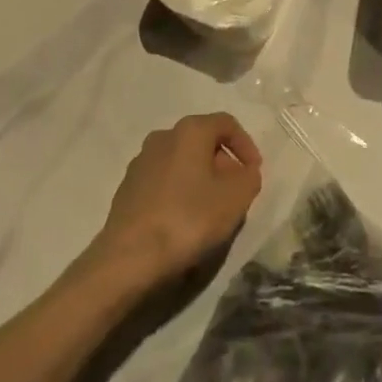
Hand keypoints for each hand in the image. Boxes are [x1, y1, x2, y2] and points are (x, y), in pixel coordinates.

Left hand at [91, 113, 263, 281]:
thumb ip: (249, 178)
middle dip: (224, 165)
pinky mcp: (127, 188)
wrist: (129, 258)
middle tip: (235, 193)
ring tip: (211, 210)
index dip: (246, 145)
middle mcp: (163, 136)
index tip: (255, 172)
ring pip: (182, 162)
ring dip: (201, 180)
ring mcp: (141, 162)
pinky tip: (184, 221)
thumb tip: (245, 172)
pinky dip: (179, 193)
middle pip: (202, 142)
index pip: (226, 124)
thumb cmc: (188, 219)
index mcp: (190, 131)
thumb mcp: (235, 199)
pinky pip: (163, 182)